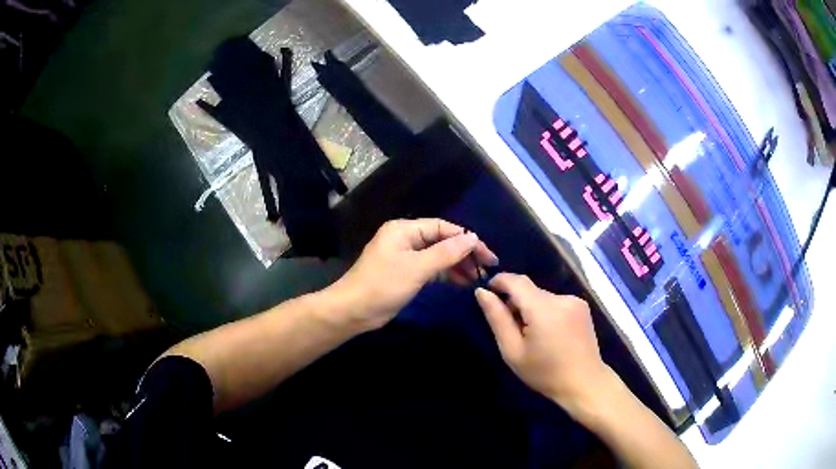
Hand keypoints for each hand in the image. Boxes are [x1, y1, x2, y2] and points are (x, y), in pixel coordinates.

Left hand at [328, 219, 497, 330]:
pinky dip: (446, 274)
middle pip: (442, 241)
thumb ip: (446, 253)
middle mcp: (406, 239)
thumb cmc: (383, 285)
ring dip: (457, 265)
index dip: (466, 240)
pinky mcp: (406, 273)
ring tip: (477, 277)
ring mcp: (405, 257)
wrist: (354, 311)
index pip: (443, 228)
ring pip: (438, 256)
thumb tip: (472, 238)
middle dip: (464, 253)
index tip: (487, 255)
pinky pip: (431, 269)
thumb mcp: (417, 268)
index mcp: (404, 229)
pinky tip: (461, 282)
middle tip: (486, 268)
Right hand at [475, 273, 612, 413]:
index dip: (499, 281)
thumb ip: (497, 319)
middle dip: (515, 302)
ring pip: (542, 296)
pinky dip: (546, 311)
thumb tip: (482, 292)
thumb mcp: (513, 351)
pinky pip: (556, 302)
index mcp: (543, 309)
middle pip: (530, 290)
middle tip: (510, 328)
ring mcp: (575, 301)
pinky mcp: (582, 306)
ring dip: (531, 307)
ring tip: (531, 334)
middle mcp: (561, 298)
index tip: (487, 292)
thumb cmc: (544, 373)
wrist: (584, 383)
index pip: (516, 281)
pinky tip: (549, 333)